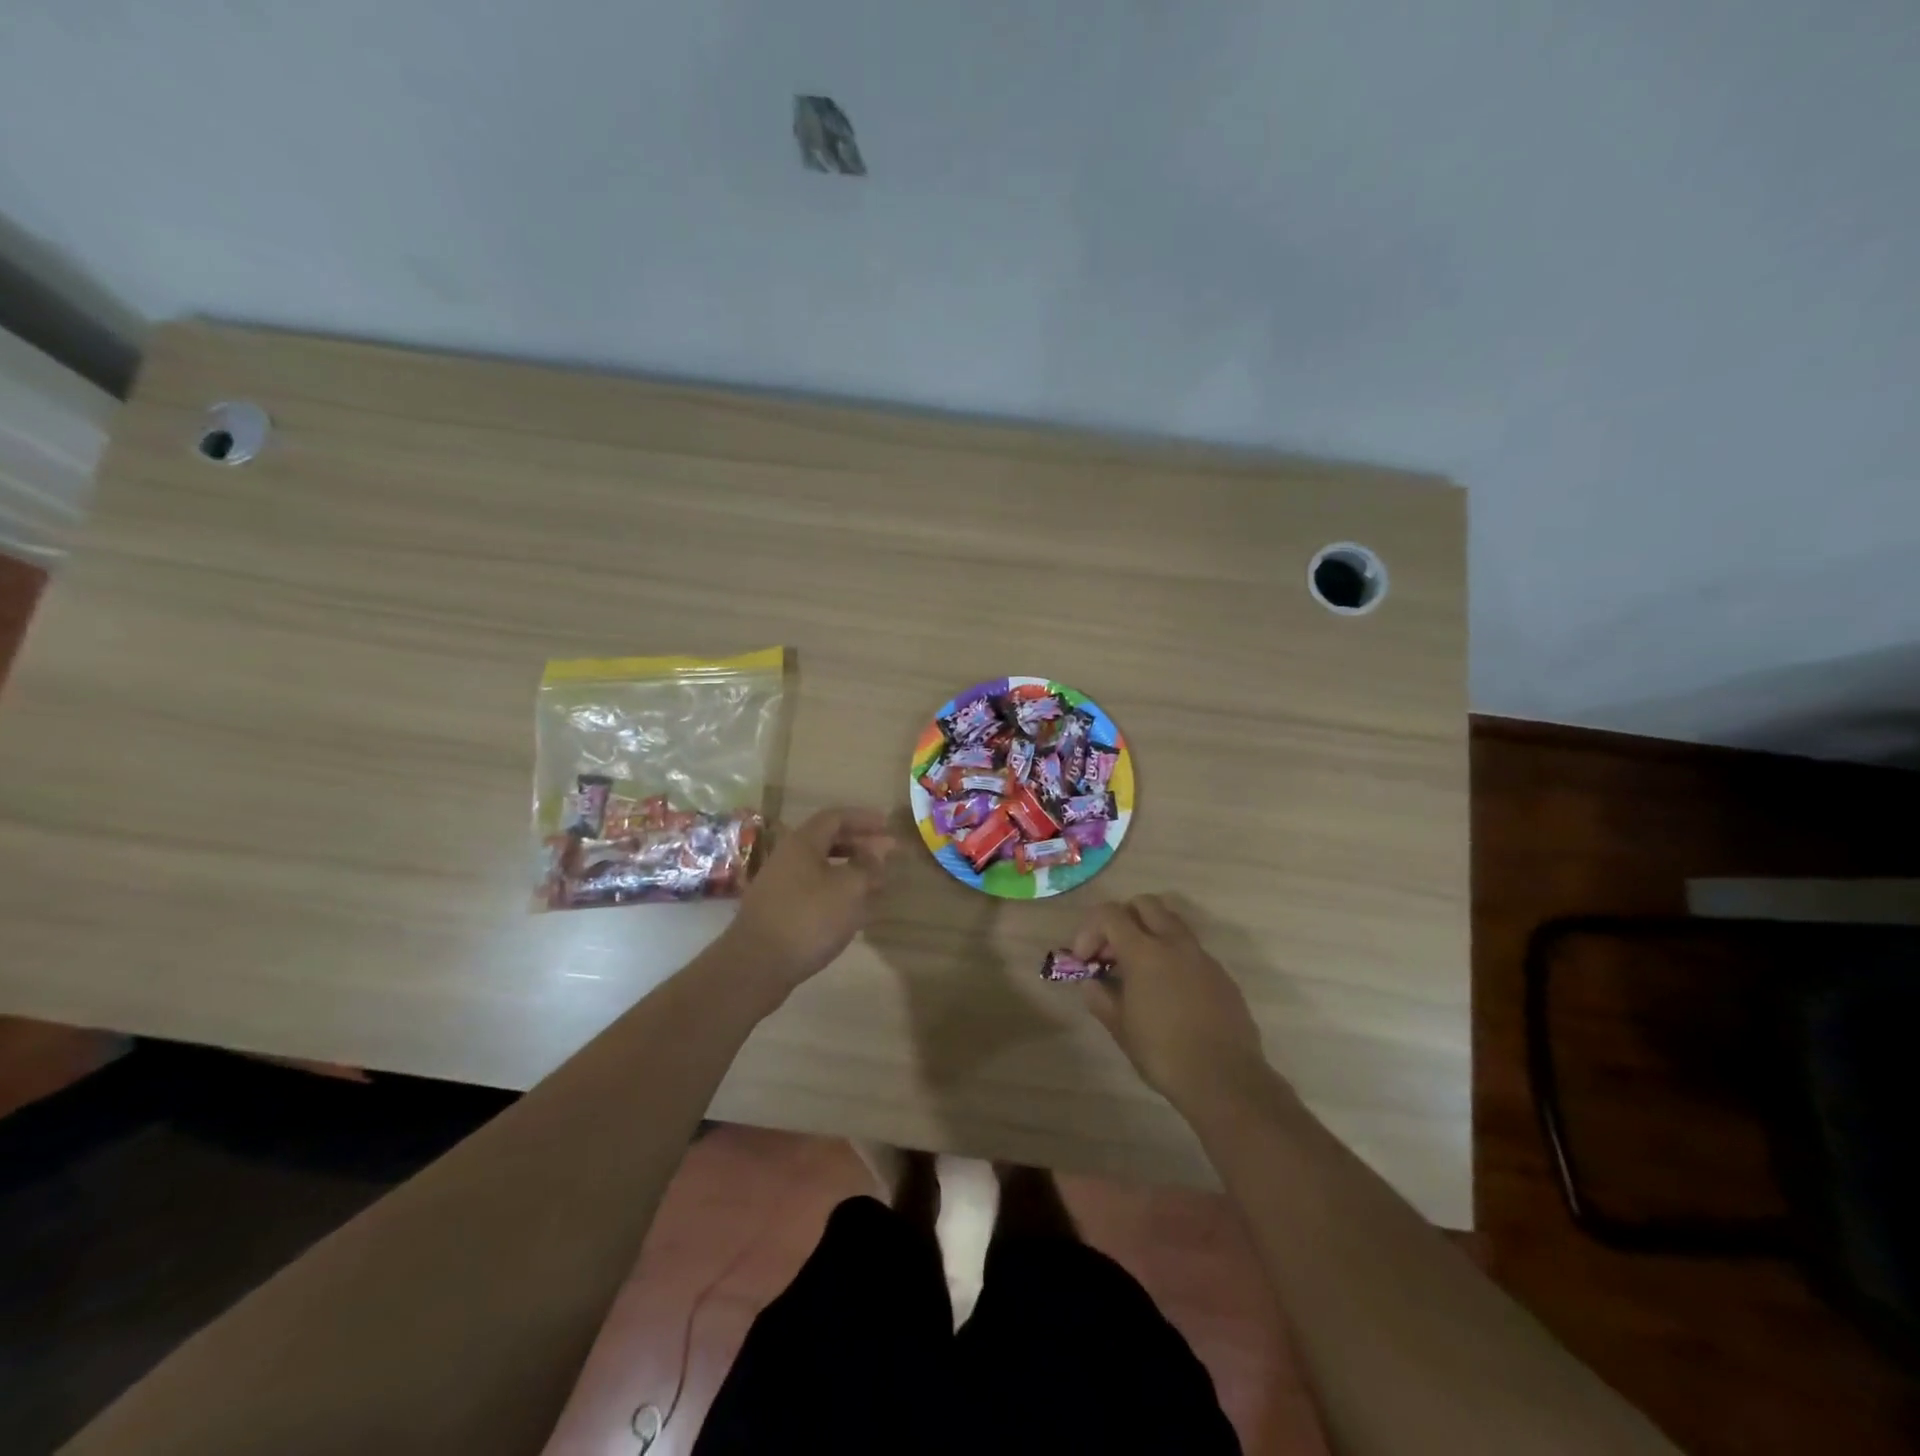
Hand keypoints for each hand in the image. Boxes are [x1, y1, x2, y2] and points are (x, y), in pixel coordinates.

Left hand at [721, 807, 894, 1002]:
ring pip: (821, 867)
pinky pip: (813, 889)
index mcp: (802, 843)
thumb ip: (867, 866)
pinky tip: (852, 909)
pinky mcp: (778, 911)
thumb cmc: (808, 919)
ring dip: (850, 870)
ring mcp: (779, 885)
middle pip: (827, 841)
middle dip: (859, 845)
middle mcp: (787, 858)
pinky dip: (836, 891)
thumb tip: (879, 850)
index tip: (887, 826)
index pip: (835, 818)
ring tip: (876, 882)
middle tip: (886, 854)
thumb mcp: (849, 889)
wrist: (756, 966)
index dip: (863, 819)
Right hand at [1071, 895, 1269, 1109]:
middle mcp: (1175, 944)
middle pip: (1144, 904)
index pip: (1110, 914)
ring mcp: (1202, 957)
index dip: (1090, 929)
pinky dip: (1172, 957)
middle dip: (1122, 919)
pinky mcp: (1221, 975)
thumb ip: (1100, 997)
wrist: (1226, 1081)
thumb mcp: (1120, 1028)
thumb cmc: (1163, 1054)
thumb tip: (1091, 982)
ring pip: (1172, 923)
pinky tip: (1168, 993)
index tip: (1085, 959)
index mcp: (1145, 952)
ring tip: (1139, 971)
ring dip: (1149, 934)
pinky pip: (1191, 951)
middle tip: (1112, 953)